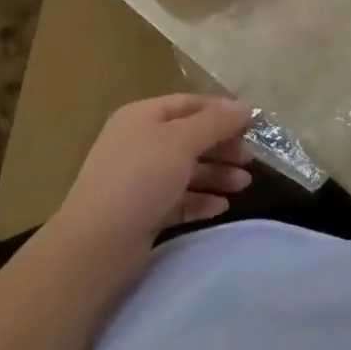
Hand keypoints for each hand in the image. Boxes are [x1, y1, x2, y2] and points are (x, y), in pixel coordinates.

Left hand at [50, 95, 255, 256]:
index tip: (254, 125)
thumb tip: (245, 108)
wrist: (96, 245)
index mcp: (142, 117)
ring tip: (243, 185)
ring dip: (217, 174)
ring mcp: (138, 180)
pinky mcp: (142, 212)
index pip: (190, 104)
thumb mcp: (182, 141)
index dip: (222, 111)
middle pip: (190, 137)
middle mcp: (139, 143)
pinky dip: (201, 200)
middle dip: (223, 146)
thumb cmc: (140, 179)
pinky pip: (178, 199)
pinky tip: (221, 207)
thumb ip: (216, 122)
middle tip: (251, 160)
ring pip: (186, 170)